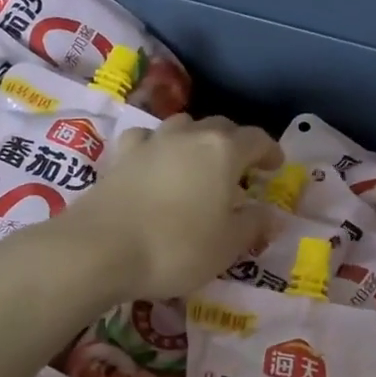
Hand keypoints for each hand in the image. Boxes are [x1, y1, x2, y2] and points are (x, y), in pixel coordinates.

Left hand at [62, 114, 282, 297]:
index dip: (270, 151)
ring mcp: (151, 142)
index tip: (275, 167)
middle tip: (241, 169)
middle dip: (236, 144)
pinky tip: (155, 164)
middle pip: (220, 126)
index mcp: (223, 151)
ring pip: (182, 127)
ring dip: (197, 140)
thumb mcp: (228, 245)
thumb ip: (253, 225)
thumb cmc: (177, 247)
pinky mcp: (120, 156)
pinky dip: (157, 147)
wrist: (100, 249)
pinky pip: (146, 140)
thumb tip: (271, 215)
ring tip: (199, 164)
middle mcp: (189, 136)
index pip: (256, 139)